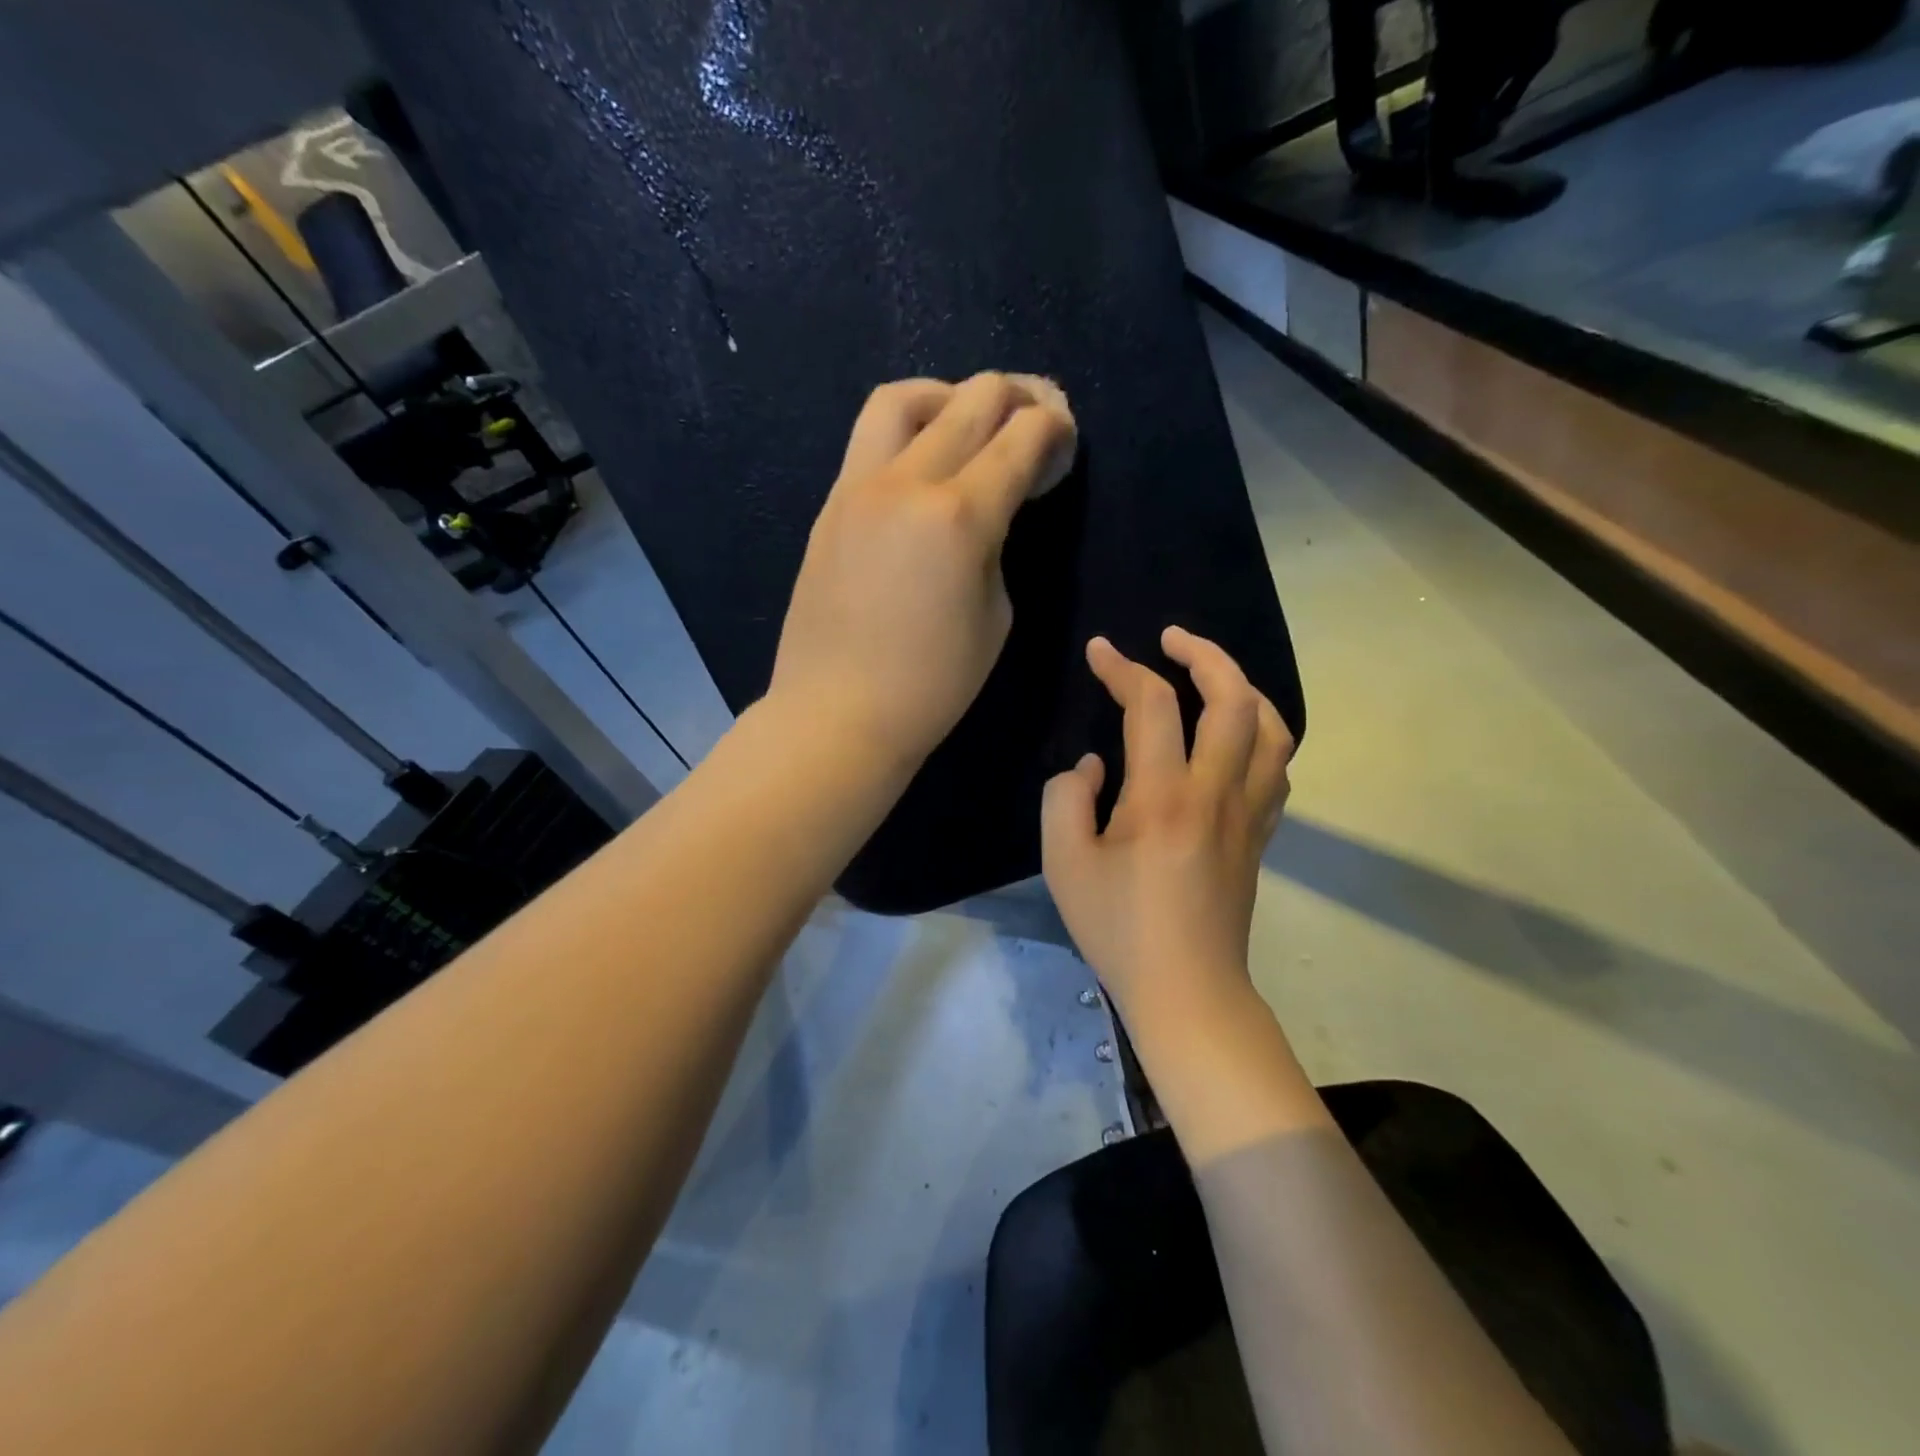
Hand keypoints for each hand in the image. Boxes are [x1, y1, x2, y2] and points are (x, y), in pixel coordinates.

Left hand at [768, 372, 1077, 773]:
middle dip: (1017, 396)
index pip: (1020, 438)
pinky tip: (925, 458)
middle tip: (1036, 416)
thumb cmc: (932, 684)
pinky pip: (870, 438)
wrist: (837, 713)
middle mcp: (907, 482)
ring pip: (905, 398)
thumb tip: (988, 509)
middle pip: (971, 399)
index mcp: (959, 516)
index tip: (1065, 438)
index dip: (1054, 428)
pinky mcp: (831, 504)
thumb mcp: (994, 615)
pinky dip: (909, 428)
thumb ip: (996, 545)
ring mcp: (859, 487)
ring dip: (950, 394)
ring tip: (971, 419)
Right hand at [1042, 629, 1293, 1028]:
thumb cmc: (1119, 929)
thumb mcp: (1064, 864)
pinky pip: (1276, 767)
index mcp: (1163, 797)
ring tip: (1212, 677)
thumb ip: (1066, 799)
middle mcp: (1216, 793)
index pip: (1151, 706)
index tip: (1099, 651)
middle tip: (1172, 639)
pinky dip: (1261, 733)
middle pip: (1234, 699)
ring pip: (1272, 729)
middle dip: (1205, 654)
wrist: (1187, 990)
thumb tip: (1094, 765)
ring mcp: (1248, 813)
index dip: (1122, 668)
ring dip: (1244, 689)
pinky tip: (1235, 737)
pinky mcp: (1260, 835)